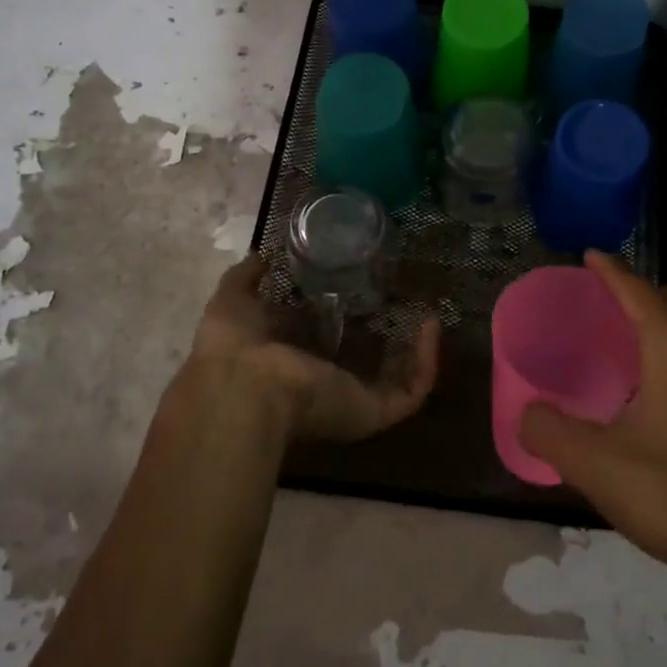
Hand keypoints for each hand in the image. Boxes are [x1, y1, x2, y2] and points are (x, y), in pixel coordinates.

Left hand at [183, 255, 439, 445]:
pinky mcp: (372, 411)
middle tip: (407, 302)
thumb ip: (247, 277)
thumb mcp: (234, 300)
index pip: (322, 344)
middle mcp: (323, 385)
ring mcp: (350, 401)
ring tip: (431, 317)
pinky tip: (431, 326)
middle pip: (364, 366)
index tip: (363, 289)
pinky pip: (410, 391)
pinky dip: (426, 362)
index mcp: (290, 362)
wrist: (242, 388)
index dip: (342, 319)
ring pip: (395, 382)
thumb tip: (262, 255)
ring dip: (417, 353)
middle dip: (387, 340)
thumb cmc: (235, 347)